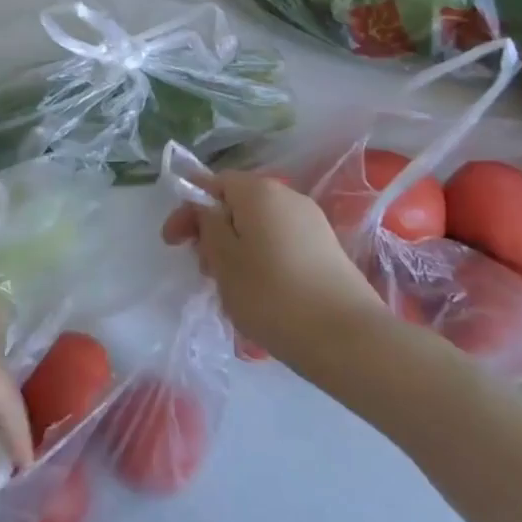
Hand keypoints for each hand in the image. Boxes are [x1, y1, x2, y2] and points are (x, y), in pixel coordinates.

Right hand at [161, 171, 385, 362]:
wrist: (349, 339)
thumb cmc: (271, 294)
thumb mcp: (223, 259)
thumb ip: (207, 224)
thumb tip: (209, 208)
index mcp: (259, 191)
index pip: (213, 183)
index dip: (188, 208)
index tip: (172, 241)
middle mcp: (288, 197)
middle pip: (237, 204)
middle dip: (212, 230)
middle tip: (201, 268)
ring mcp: (312, 224)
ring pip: (259, 226)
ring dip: (236, 248)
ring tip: (227, 285)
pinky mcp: (327, 251)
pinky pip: (280, 244)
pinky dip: (261, 259)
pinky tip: (258, 292)